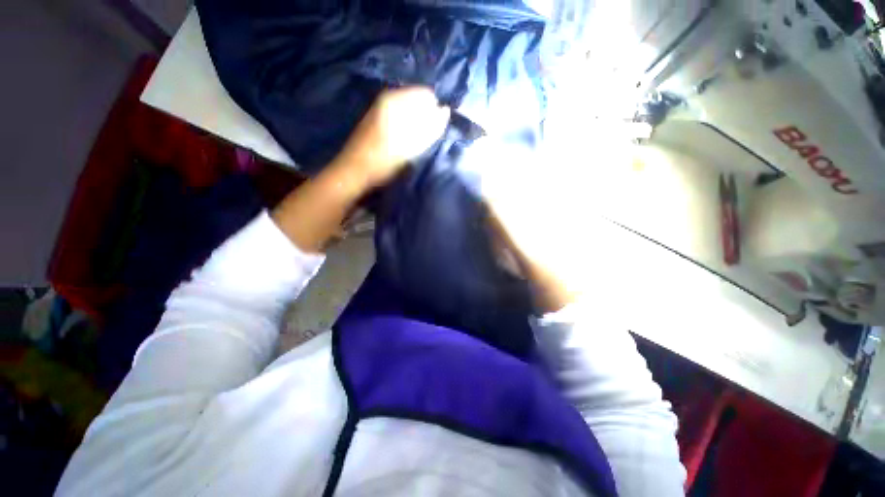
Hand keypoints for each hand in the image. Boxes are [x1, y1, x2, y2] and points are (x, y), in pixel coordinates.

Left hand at [333, 86, 450, 188]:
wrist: (355, 171)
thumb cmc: (384, 160)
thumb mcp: (412, 145)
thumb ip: (431, 127)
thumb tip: (445, 110)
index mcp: (395, 99)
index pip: (426, 95)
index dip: (435, 112)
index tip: (435, 131)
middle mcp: (387, 99)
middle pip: (417, 102)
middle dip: (425, 118)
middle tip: (425, 140)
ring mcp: (380, 109)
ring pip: (408, 111)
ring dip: (416, 125)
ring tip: (415, 145)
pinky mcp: (377, 120)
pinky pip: (399, 118)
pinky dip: (406, 128)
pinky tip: (404, 144)